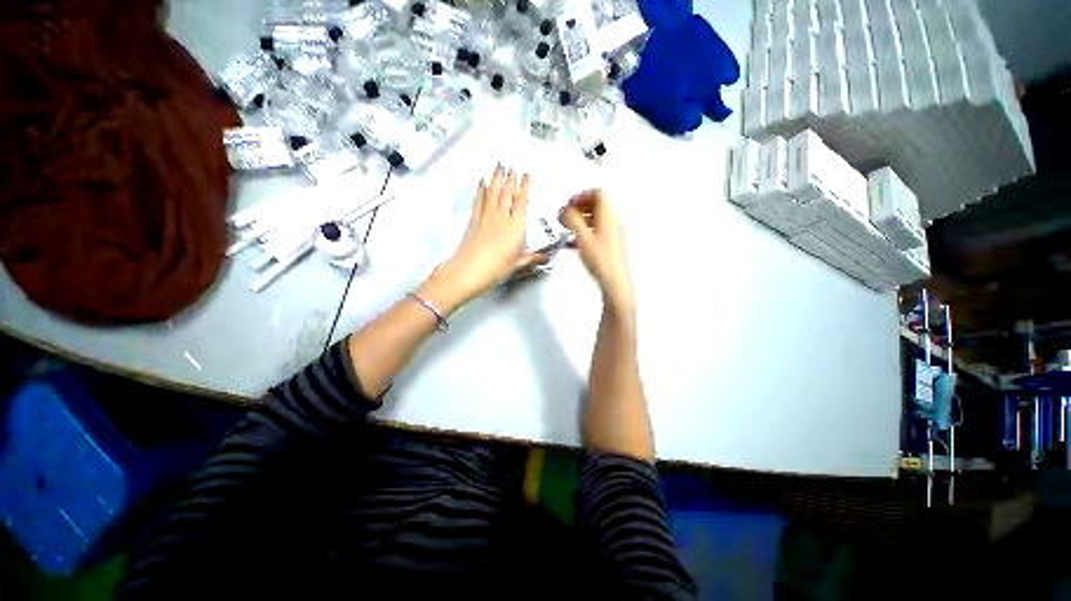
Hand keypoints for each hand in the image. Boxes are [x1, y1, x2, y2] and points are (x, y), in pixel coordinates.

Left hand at [420, 165, 546, 311]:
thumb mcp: (517, 264)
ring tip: (499, 166)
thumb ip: (531, 257)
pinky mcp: (474, 220)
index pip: (522, 201)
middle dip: (510, 178)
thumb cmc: (496, 268)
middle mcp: (502, 217)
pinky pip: (479, 200)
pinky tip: (482, 182)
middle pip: (507, 192)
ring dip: (496, 178)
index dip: (524, 187)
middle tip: (512, 166)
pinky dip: (481, 190)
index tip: (526, 175)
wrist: (470, 270)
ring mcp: (486, 216)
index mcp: (516, 226)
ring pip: (493, 192)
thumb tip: (544, 257)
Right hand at [559, 190, 634, 315]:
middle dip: (580, 207)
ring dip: (581, 220)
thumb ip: (572, 220)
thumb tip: (565, 210)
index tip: (571, 202)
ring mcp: (613, 234)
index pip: (599, 193)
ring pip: (596, 220)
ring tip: (569, 227)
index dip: (582, 195)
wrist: (614, 282)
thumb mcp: (582, 238)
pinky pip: (597, 233)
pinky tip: (574, 242)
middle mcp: (613, 222)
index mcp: (609, 216)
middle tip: (568, 213)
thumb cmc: (603, 261)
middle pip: (598, 205)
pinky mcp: (610, 246)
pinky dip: (585, 232)